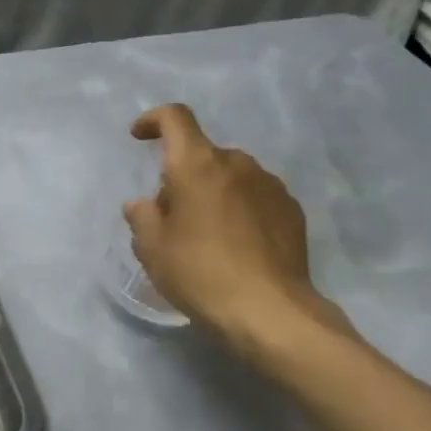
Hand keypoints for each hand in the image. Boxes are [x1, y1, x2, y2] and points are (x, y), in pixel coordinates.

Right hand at [123, 104, 350, 362]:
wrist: (270, 311)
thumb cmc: (200, 273)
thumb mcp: (153, 249)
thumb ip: (142, 217)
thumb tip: (142, 205)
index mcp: (197, 165)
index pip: (175, 119)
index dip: (153, 120)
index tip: (139, 136)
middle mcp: (237, 164)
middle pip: (202, 155)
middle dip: (183, 175)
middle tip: (172, 216)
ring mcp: (270, 185)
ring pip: (231, 176)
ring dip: (214, 192)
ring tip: (207, 234)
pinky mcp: (292, 210)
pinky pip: (255, 197)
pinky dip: (240, 209)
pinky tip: (237, 245)